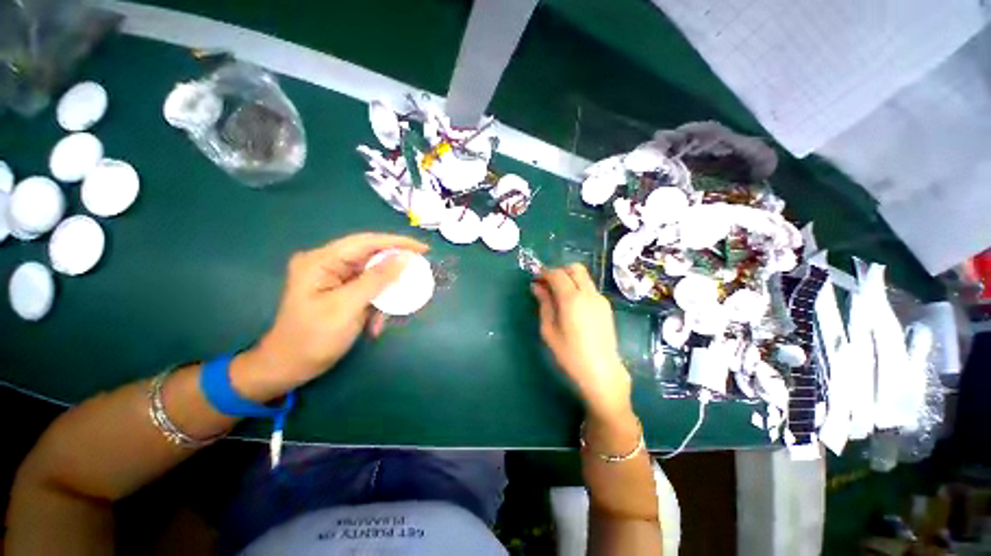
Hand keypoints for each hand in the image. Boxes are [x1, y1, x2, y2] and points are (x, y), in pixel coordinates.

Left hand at [232, 233, 428, 401]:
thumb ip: (376, 279)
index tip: (423, 249)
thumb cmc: (313, 338)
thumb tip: (404, 258)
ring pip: (373, 275)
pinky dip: (376, 304)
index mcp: (321, 261)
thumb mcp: (347, 307)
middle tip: (418, 275)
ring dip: (385, 294)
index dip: (397, 243)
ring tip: (388, 314)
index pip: (366, 242)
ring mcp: (334, 277)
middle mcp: (327, 263)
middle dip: (394, 270)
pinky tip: (375, 324)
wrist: (290, 367)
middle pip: (371, 257)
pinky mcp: (340, 290)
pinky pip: (368, 289)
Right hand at [531, 263, 632, 419]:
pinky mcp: (606, 306)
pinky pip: (589, 287)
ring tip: (558, 295)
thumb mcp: (549, 330)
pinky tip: (571, 304)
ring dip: (569, 278)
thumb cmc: (569, 354)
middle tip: (547, 284)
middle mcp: (588, 293)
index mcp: (572, 299)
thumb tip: (536, 286)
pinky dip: (578, 287)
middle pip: (575, 268)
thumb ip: (544, 304)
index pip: (557, 274)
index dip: (544, 273)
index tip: (536, 280)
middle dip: (559, 271)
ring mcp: (600, 299)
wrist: (601, 371)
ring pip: (584, 276)